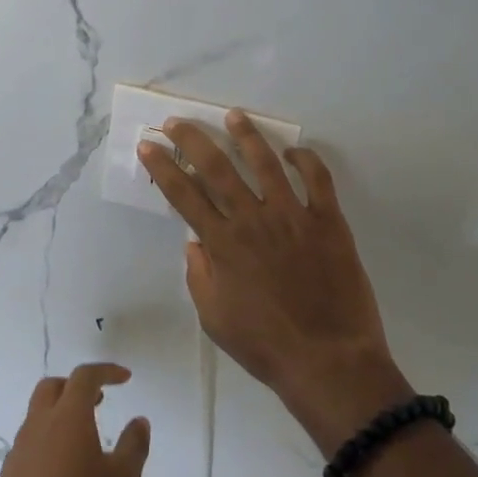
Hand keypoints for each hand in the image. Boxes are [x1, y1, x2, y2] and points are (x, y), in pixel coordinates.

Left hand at [0, 364, 149, 476]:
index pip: (85, 377)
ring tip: (86, 436)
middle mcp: (40, 423)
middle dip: (77, 386)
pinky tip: (65, 468)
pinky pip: (33, 439)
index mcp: (68, 416)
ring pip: (40, 413)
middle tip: (100, 400)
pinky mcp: (11, 472)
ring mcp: (21, 447)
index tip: (125, 378)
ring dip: (62, 412)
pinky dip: (51, 438)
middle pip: (54, 386)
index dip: (106, 371)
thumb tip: (139, 421)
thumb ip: (133, 446)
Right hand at [139, 112, 412, 455]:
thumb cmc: (264, 345)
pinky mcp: (329, 221)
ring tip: (233, 116)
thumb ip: (199, 275)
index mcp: (222, 245)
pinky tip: (294, 152)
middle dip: (192, 139)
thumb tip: (194, 241)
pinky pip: (318, 180)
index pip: (183, 195)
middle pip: (217, 168)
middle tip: (177, 121)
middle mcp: (253, 221)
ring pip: (265, 163)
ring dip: (246, 136)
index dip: (162, 167)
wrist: (328, 360)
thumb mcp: (214, 318)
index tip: (149, 146)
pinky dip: (306, 160)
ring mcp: (293, 217)